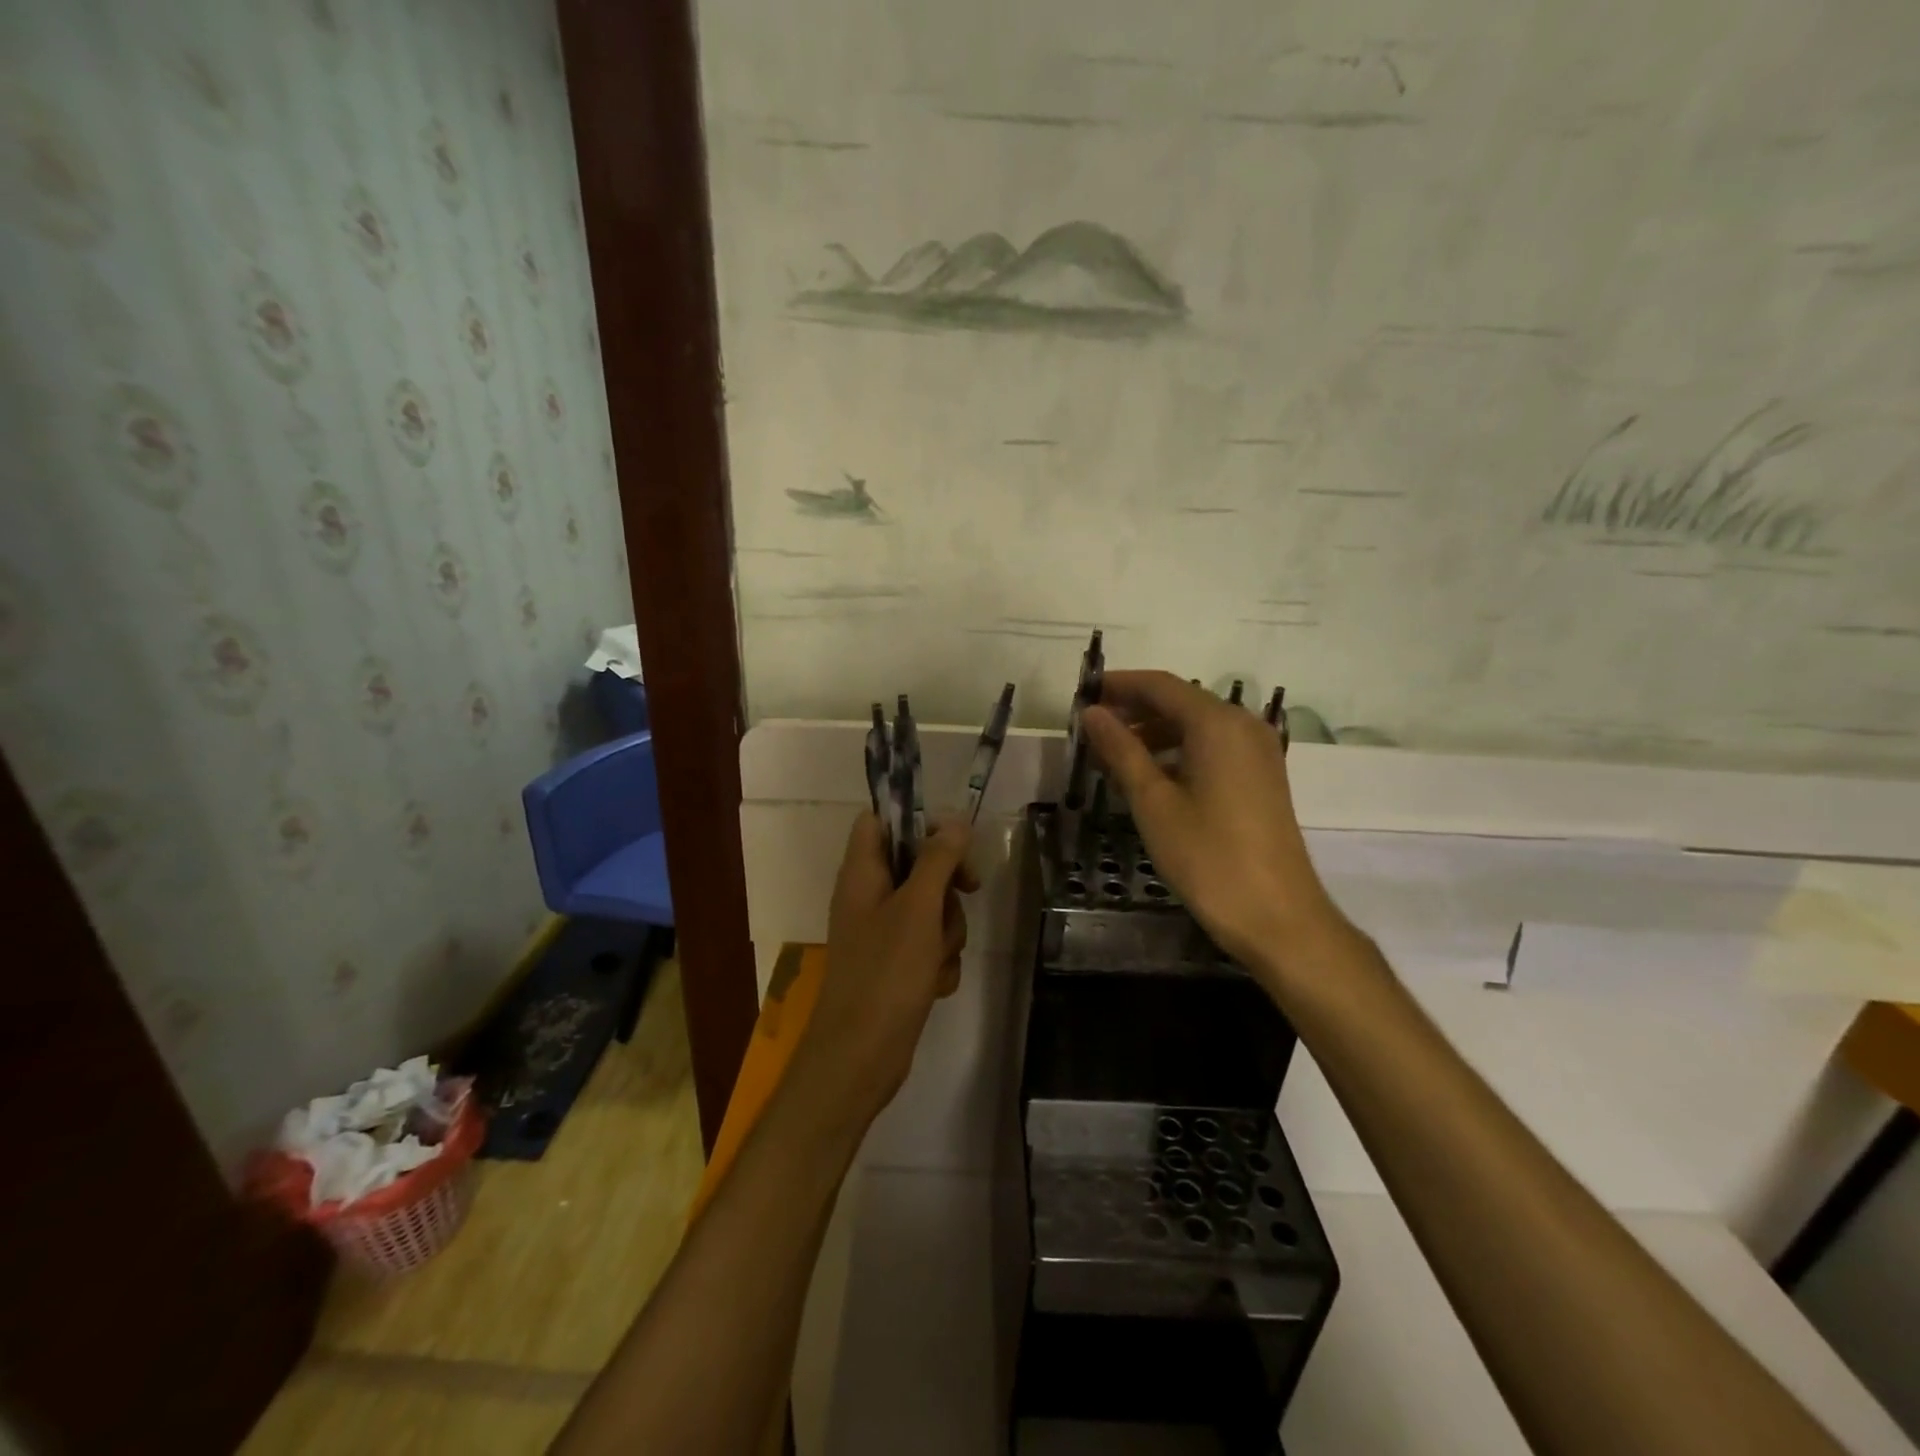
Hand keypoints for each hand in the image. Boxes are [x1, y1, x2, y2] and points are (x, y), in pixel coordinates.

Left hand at [791, 814, 977, 1127]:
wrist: (861, 1055)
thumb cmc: (886, 973)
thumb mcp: (918, 908)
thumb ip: (938, 859)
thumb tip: (955, 820)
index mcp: (861, 873)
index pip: (880, 820)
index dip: (916, 821)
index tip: (952, 839)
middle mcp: (868, 896)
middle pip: (916, 864)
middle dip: (946, 885)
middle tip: (968, 892)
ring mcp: (882, 932)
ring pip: (930, 907)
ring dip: (946, 930)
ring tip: (937, 957)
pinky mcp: (895, 964)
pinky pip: (928, 944)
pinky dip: (938, 960)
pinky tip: (934, 983)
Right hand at [1082, 671, 1344, 977]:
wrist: (1277, 916)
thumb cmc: (1208, 857)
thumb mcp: (1153, 802)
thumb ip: (1121, 750)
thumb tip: (1092, 713)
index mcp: (1217, 724)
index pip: (1160, 685)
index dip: (1119, 685)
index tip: (1082, 694)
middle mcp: (1243, 726)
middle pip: (1180, 701)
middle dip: (1134, 710)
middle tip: (1091, 729)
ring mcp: (1257, 752)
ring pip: (1196, 726)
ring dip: (1153, 733)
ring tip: (1112, 756)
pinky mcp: (1261, 777)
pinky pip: (1213, 748)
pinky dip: (1178, 752)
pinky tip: (1150, 778)